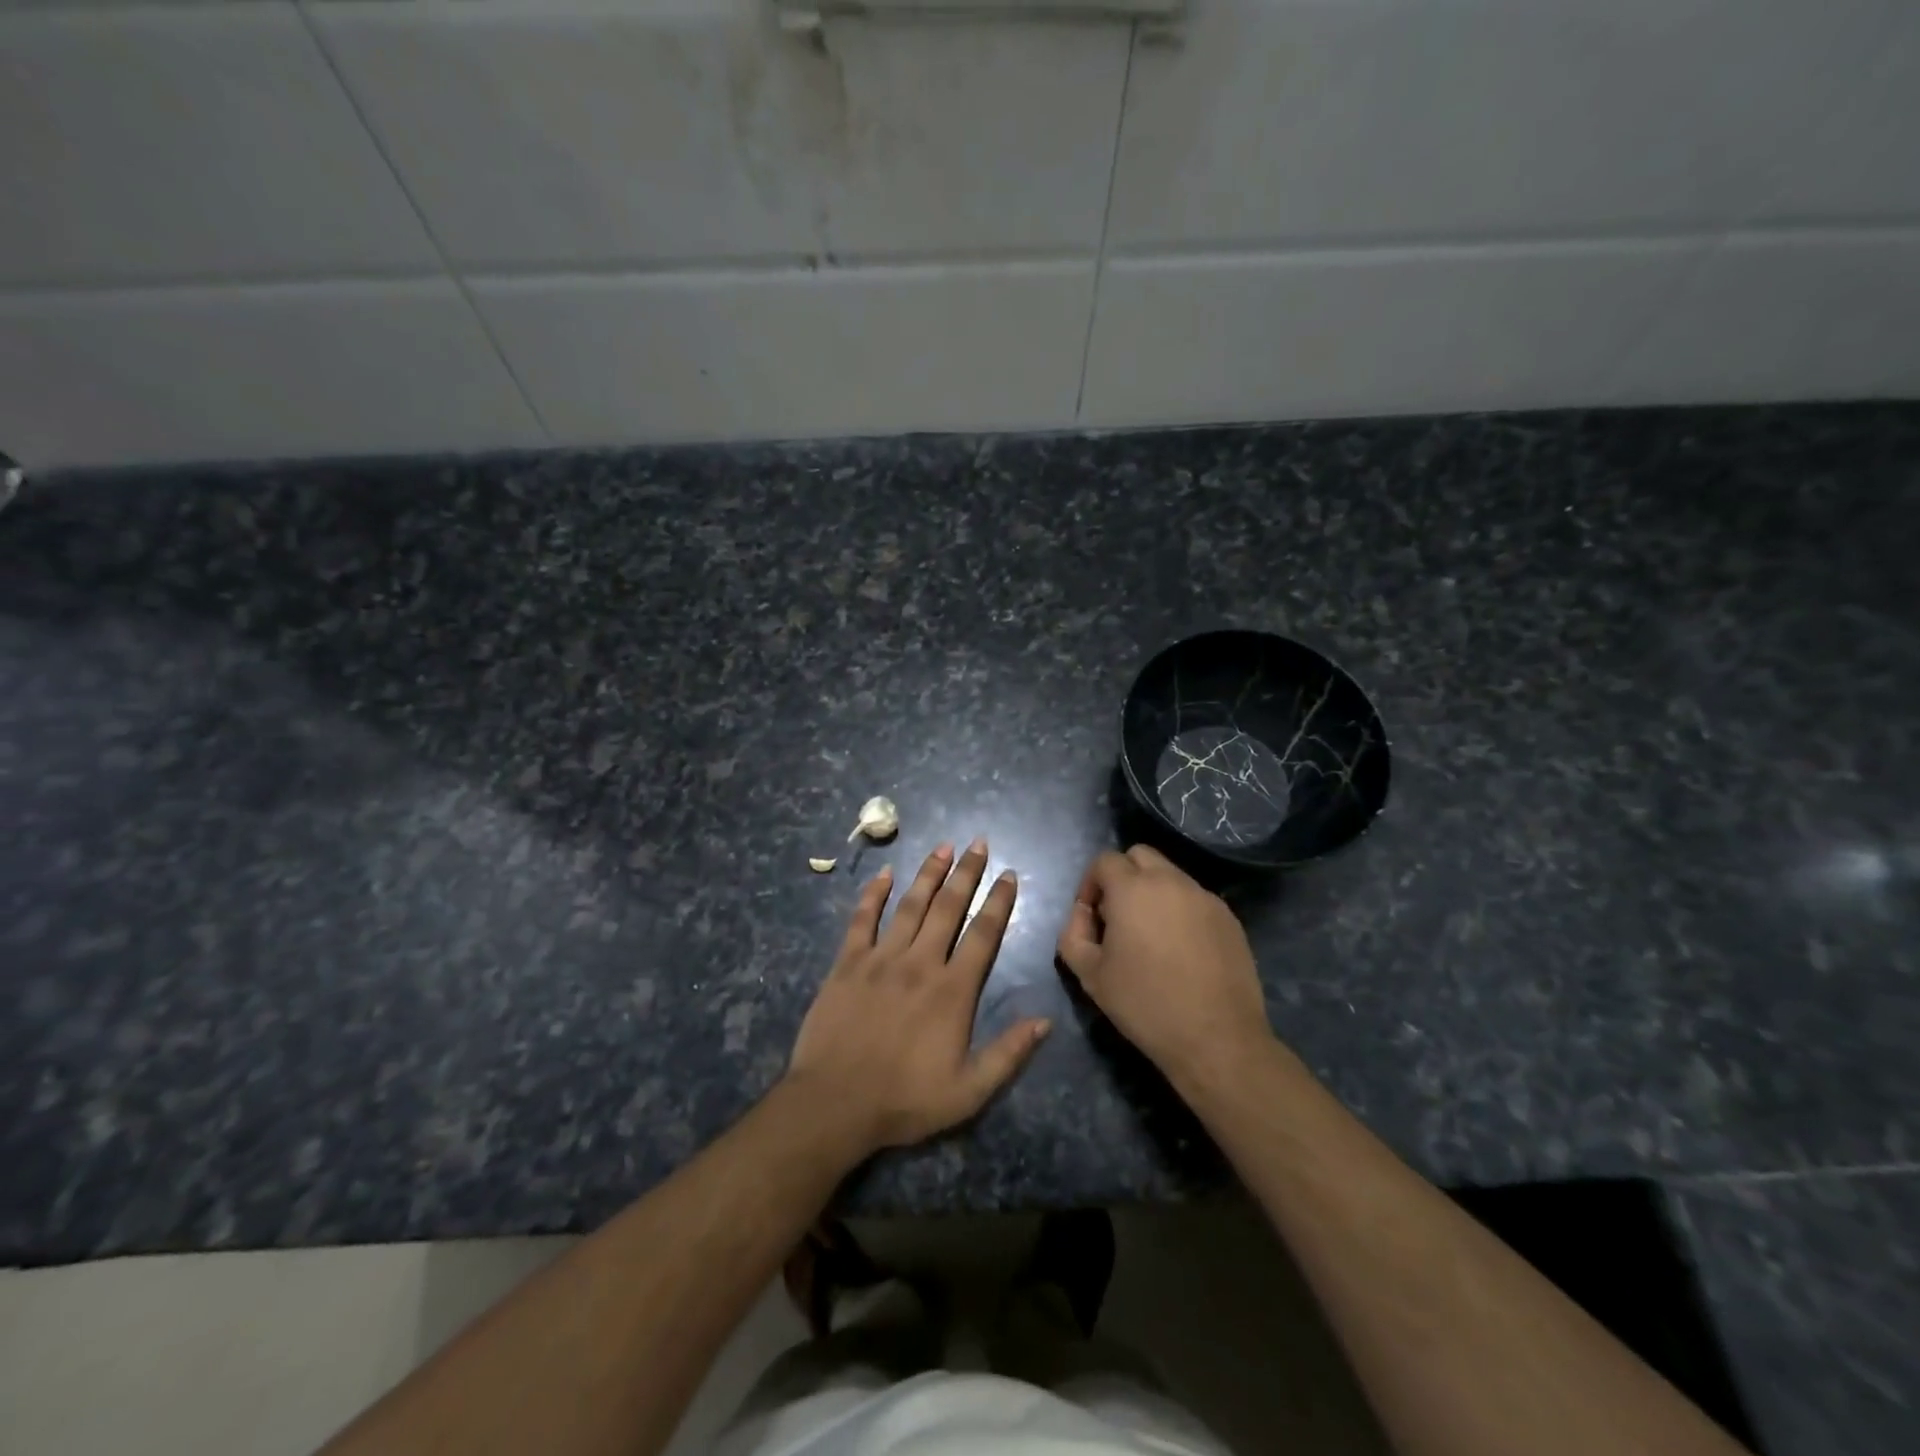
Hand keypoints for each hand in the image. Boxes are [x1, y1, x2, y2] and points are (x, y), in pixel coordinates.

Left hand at [787, 839, 1050, 1155]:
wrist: (834, 1103)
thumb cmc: (904, 1100)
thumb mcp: (969, 1092)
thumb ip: (1009, 1054)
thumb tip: (1046, 1020)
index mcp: (952, 990)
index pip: (983, 935)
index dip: (999, 902)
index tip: (1009, 874)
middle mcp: (920, 963)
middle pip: (948, 908)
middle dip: (967, 873)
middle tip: (979, 843)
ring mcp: (881, 958)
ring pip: (910, 906)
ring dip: (928, 874)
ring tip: (943, 846)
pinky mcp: (847, 963)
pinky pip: (862, 920)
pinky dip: (872, 894)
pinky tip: (883, 874)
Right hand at [1056, 845, 1272, 1081]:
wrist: (1216, 1039)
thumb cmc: (1145, 1004)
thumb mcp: (1089, 975)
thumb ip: (1073, 933)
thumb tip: (1083, 914)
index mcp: (1133, 888)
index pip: (1104, 860)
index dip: (1090, 883)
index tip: (1091, 916)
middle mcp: (1171, 881)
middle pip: (1140, 855)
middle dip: (1122, 876)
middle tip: (1118, 916)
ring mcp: (1205, 897)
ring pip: (1170, 875)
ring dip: (1153, 892)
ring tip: (1151, 935)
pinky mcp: (1229, 918)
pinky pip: (1195, 899)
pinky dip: (1180, 910)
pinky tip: (1181, 950)